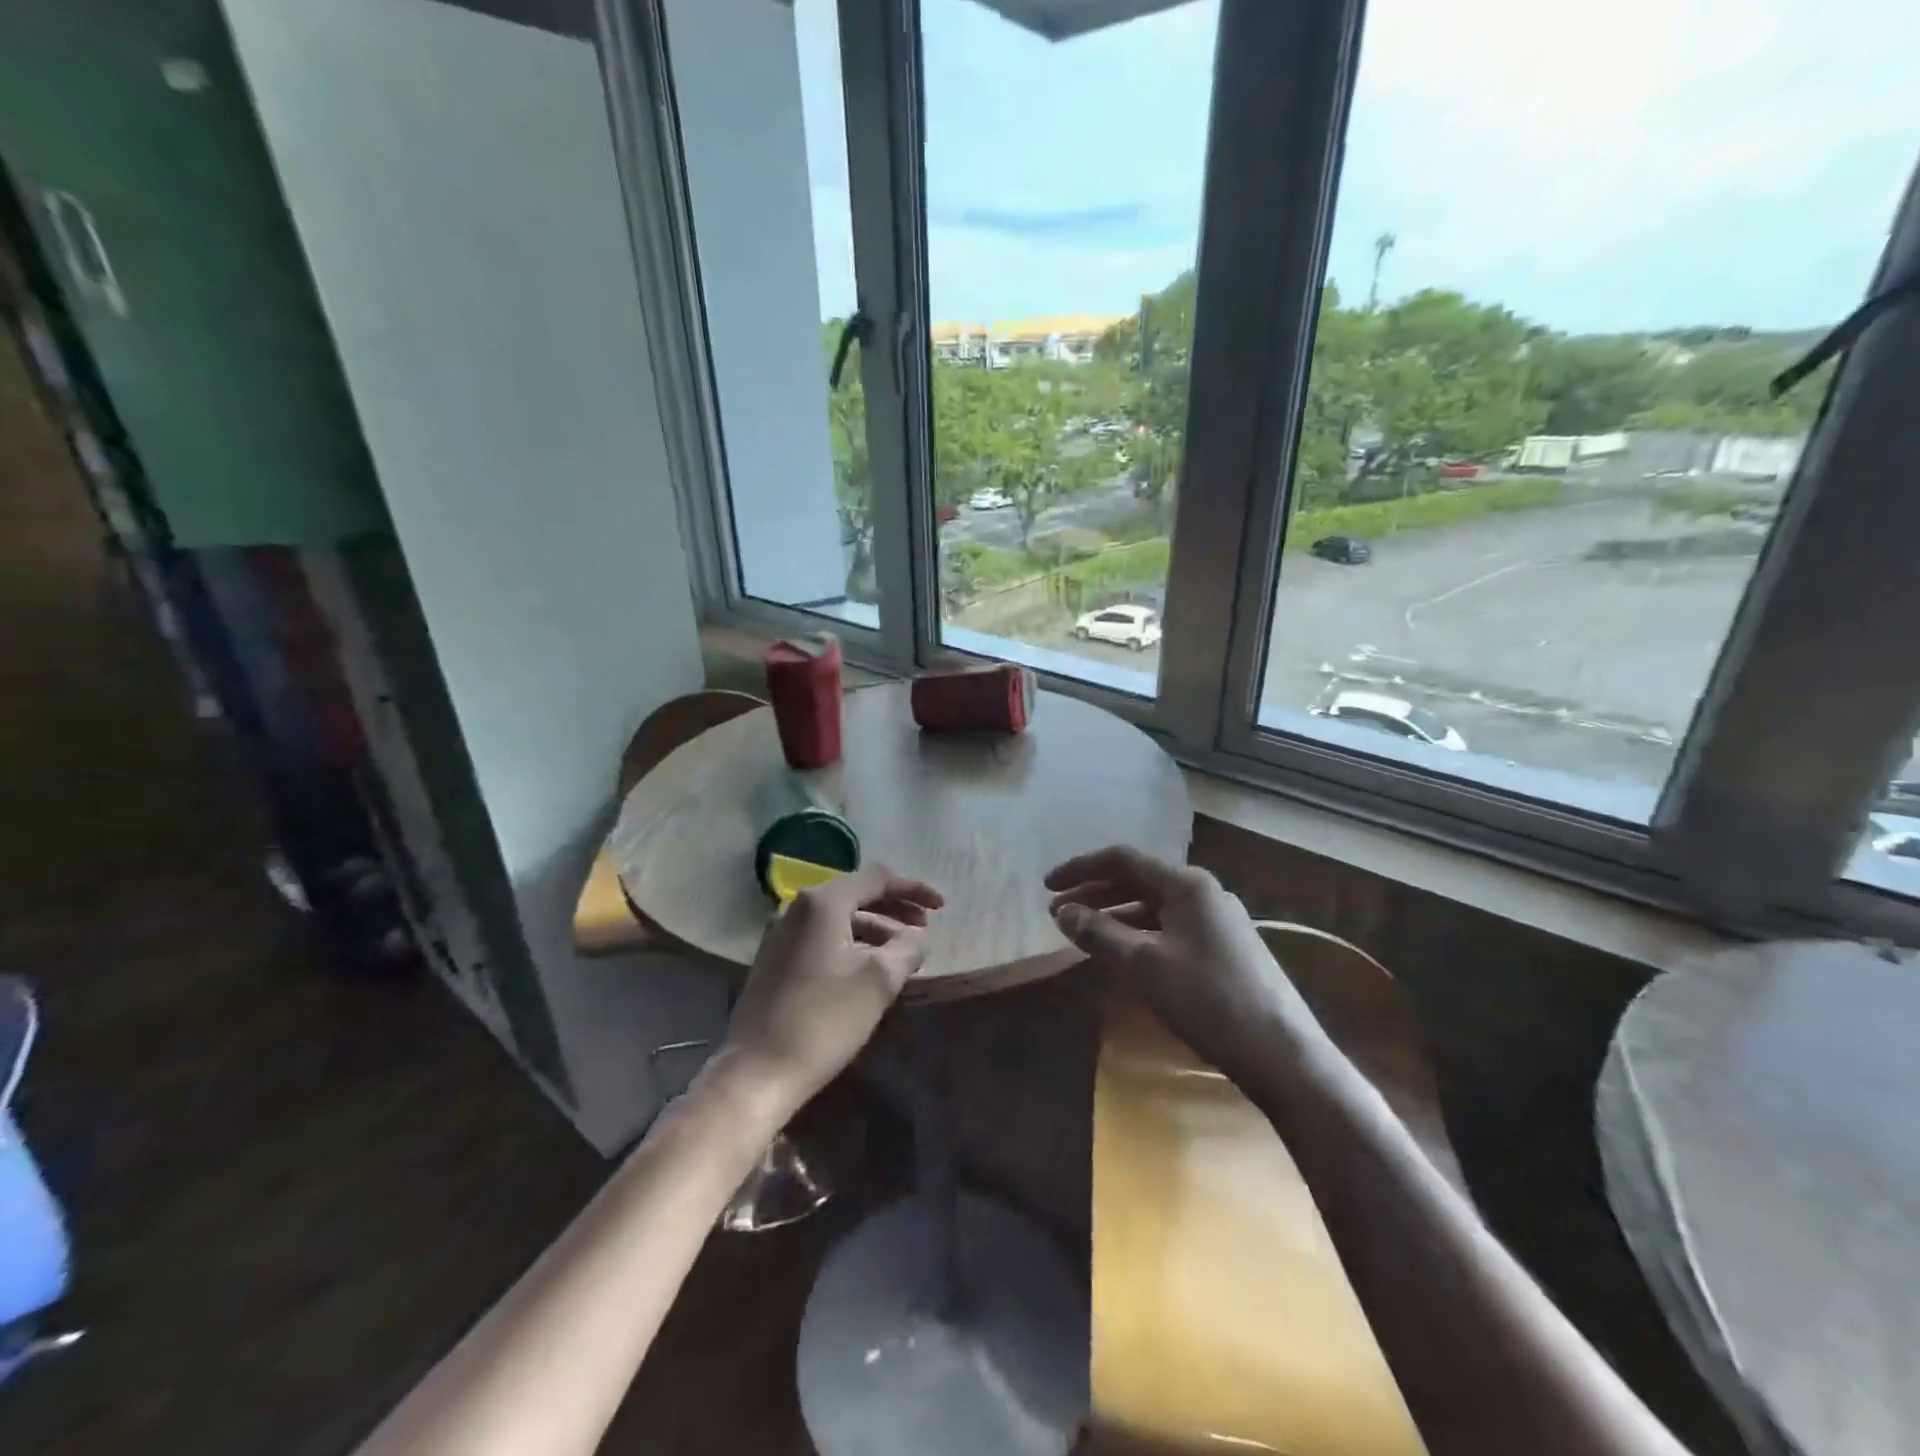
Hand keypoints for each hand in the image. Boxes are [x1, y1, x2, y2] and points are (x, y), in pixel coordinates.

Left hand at [714, 864, 944, 1122]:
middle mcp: (798, 908)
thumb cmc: (823, 1020)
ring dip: (876, 928)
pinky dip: (853, 943)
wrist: (757, 1072)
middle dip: (896, 908)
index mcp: (822, 903)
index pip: (877, 878)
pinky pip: (824, 938)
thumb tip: (916, 937)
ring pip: (840, 918)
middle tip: (925, 927)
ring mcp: (782, 934)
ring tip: (904, 952)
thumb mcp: (879, 981)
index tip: (942, 907)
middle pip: (857, 894)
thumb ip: (907, 948)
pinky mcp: (776, 960)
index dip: (914, 888)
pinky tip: (871, 967)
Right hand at [1045, 846, 1328, 1087]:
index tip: (1046, 887)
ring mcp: (1218, 919)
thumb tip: (1063, 912)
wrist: (1282, 1053)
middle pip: (1137, 880)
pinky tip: (1123, 953)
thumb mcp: (1144, 964)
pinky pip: (1170, 926)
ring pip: (1154, 905)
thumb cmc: (1208, 999)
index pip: (1122, 860)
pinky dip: (1139, 933)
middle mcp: (1203, 891)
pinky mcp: (1225, 946)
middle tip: (1058, 913)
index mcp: (1186, 883)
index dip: (1079, 868)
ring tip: (1082, 933)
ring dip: (1115, 914)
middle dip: (1094, 893)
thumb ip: (1099, 933)